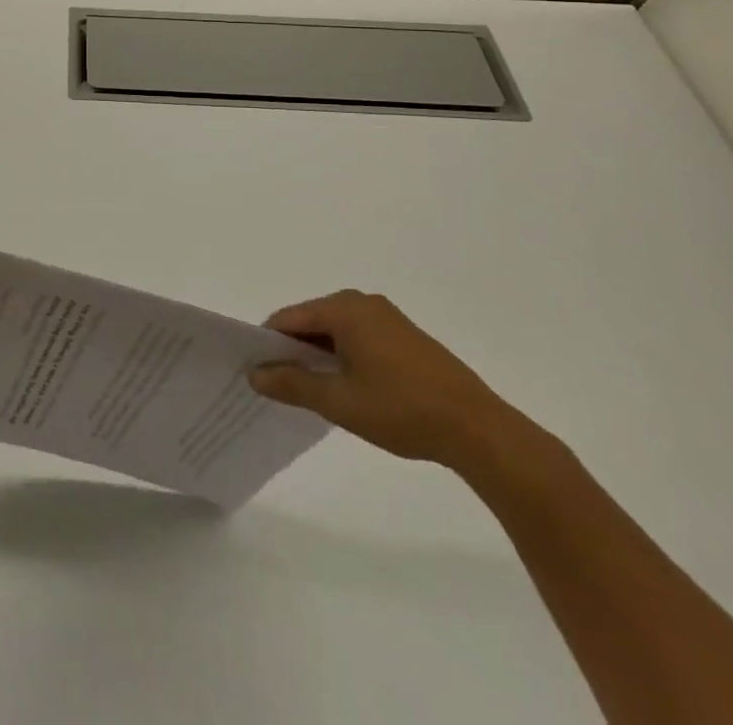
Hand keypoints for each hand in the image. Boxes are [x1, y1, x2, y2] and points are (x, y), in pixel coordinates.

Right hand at [248, 290, 527, 472]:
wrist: (478, 430)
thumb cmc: (401, 409)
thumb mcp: (338, 401)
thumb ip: (292, 383)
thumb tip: (254, 374)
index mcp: (343, 308)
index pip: (288, 318)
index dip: (267, 344)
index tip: (255, 373)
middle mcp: (362, 302)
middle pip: (311, 321)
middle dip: (293, 351)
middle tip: (280, 387)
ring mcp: (387, 318)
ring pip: (335, 332)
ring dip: (319, 357)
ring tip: (311, 393)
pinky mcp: (405, 337)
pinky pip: (358, 339)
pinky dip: (344, 358)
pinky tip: (347, 389)